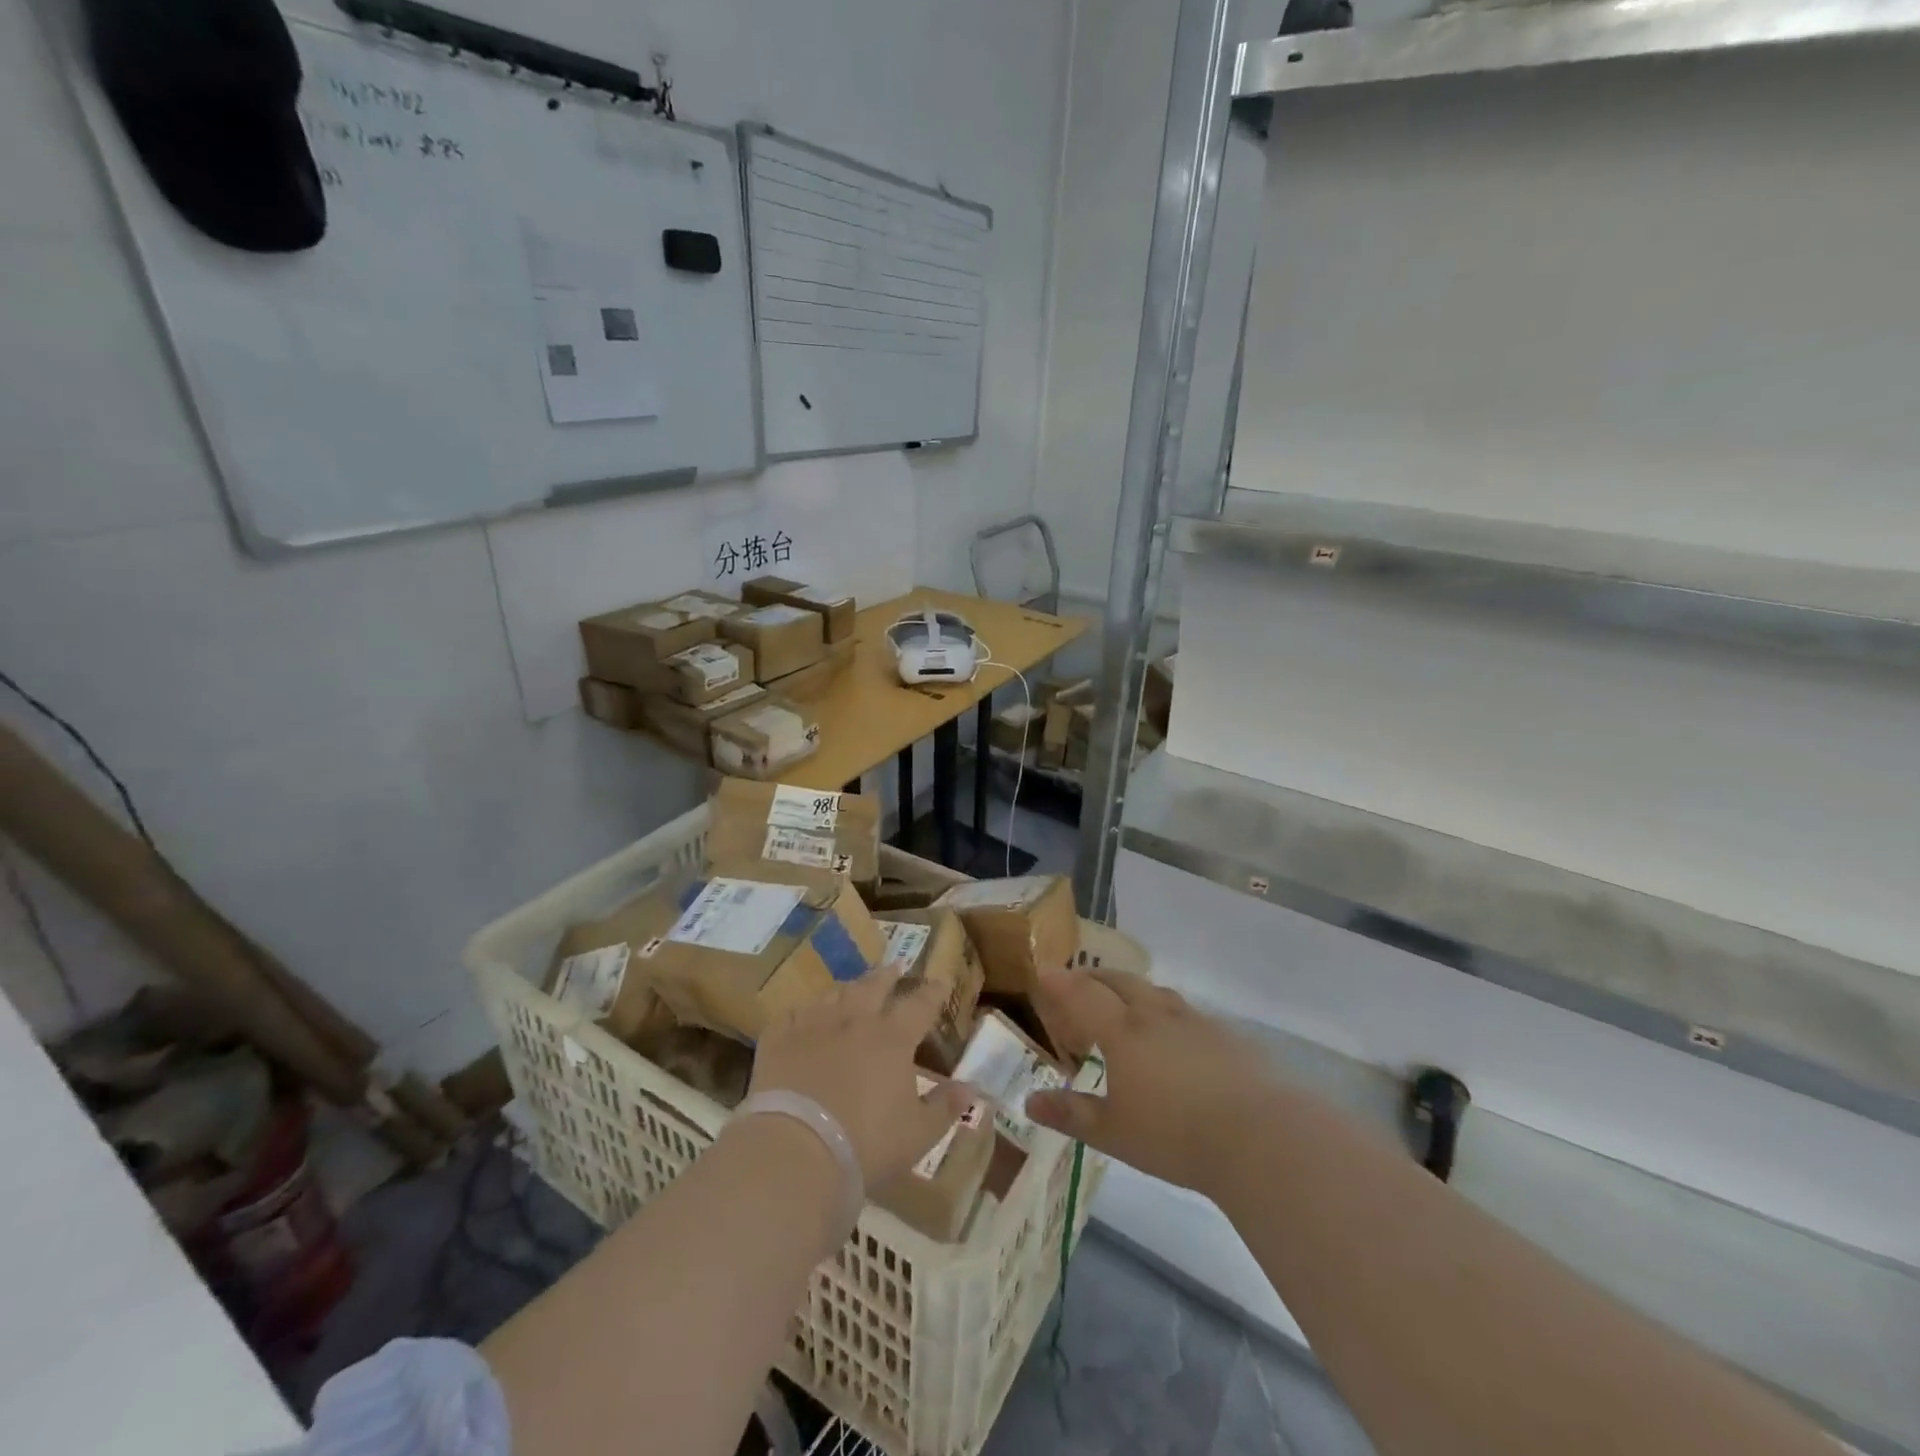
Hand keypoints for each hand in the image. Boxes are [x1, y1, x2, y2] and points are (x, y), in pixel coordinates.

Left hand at [748, 967, 973, 1189]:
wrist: (795, 1151)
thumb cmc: (866, 1145)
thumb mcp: (918, 1134)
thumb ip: (945, 1107)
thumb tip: (973, 1088)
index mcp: (892, 1039)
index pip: (920, 1005)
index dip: (932, 992)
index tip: (940, 980)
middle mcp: (854, 1021)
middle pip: (873, 988)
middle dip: (887, 976)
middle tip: (894, 967)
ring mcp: (813, 1026)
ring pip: (834, 996)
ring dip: (847, 989)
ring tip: (852, 987)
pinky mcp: (778, 1041)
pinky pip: (792, 1015)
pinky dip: (802, 1013)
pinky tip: (802, 1016)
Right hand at [1025, 964, 1275, 1196]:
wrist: (1259, 1136)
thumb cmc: (1174, 1136)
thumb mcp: (1113, 1133)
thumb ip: (1070, 1113)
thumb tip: (1030, 1101)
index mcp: (1122, 1031)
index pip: (1082, 993)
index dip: (1060, 982)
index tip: (1044, 974)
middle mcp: (1155, 1014)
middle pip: (1119, 981)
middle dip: (1094, 978)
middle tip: (1079, 986)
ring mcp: (1194, 1020)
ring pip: (1155, 991)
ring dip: (1132, 991)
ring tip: (1125, 1006)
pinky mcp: (1226, 1035)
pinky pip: (1186, 1012)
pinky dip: (1167, 1012)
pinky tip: (1175, 1038)